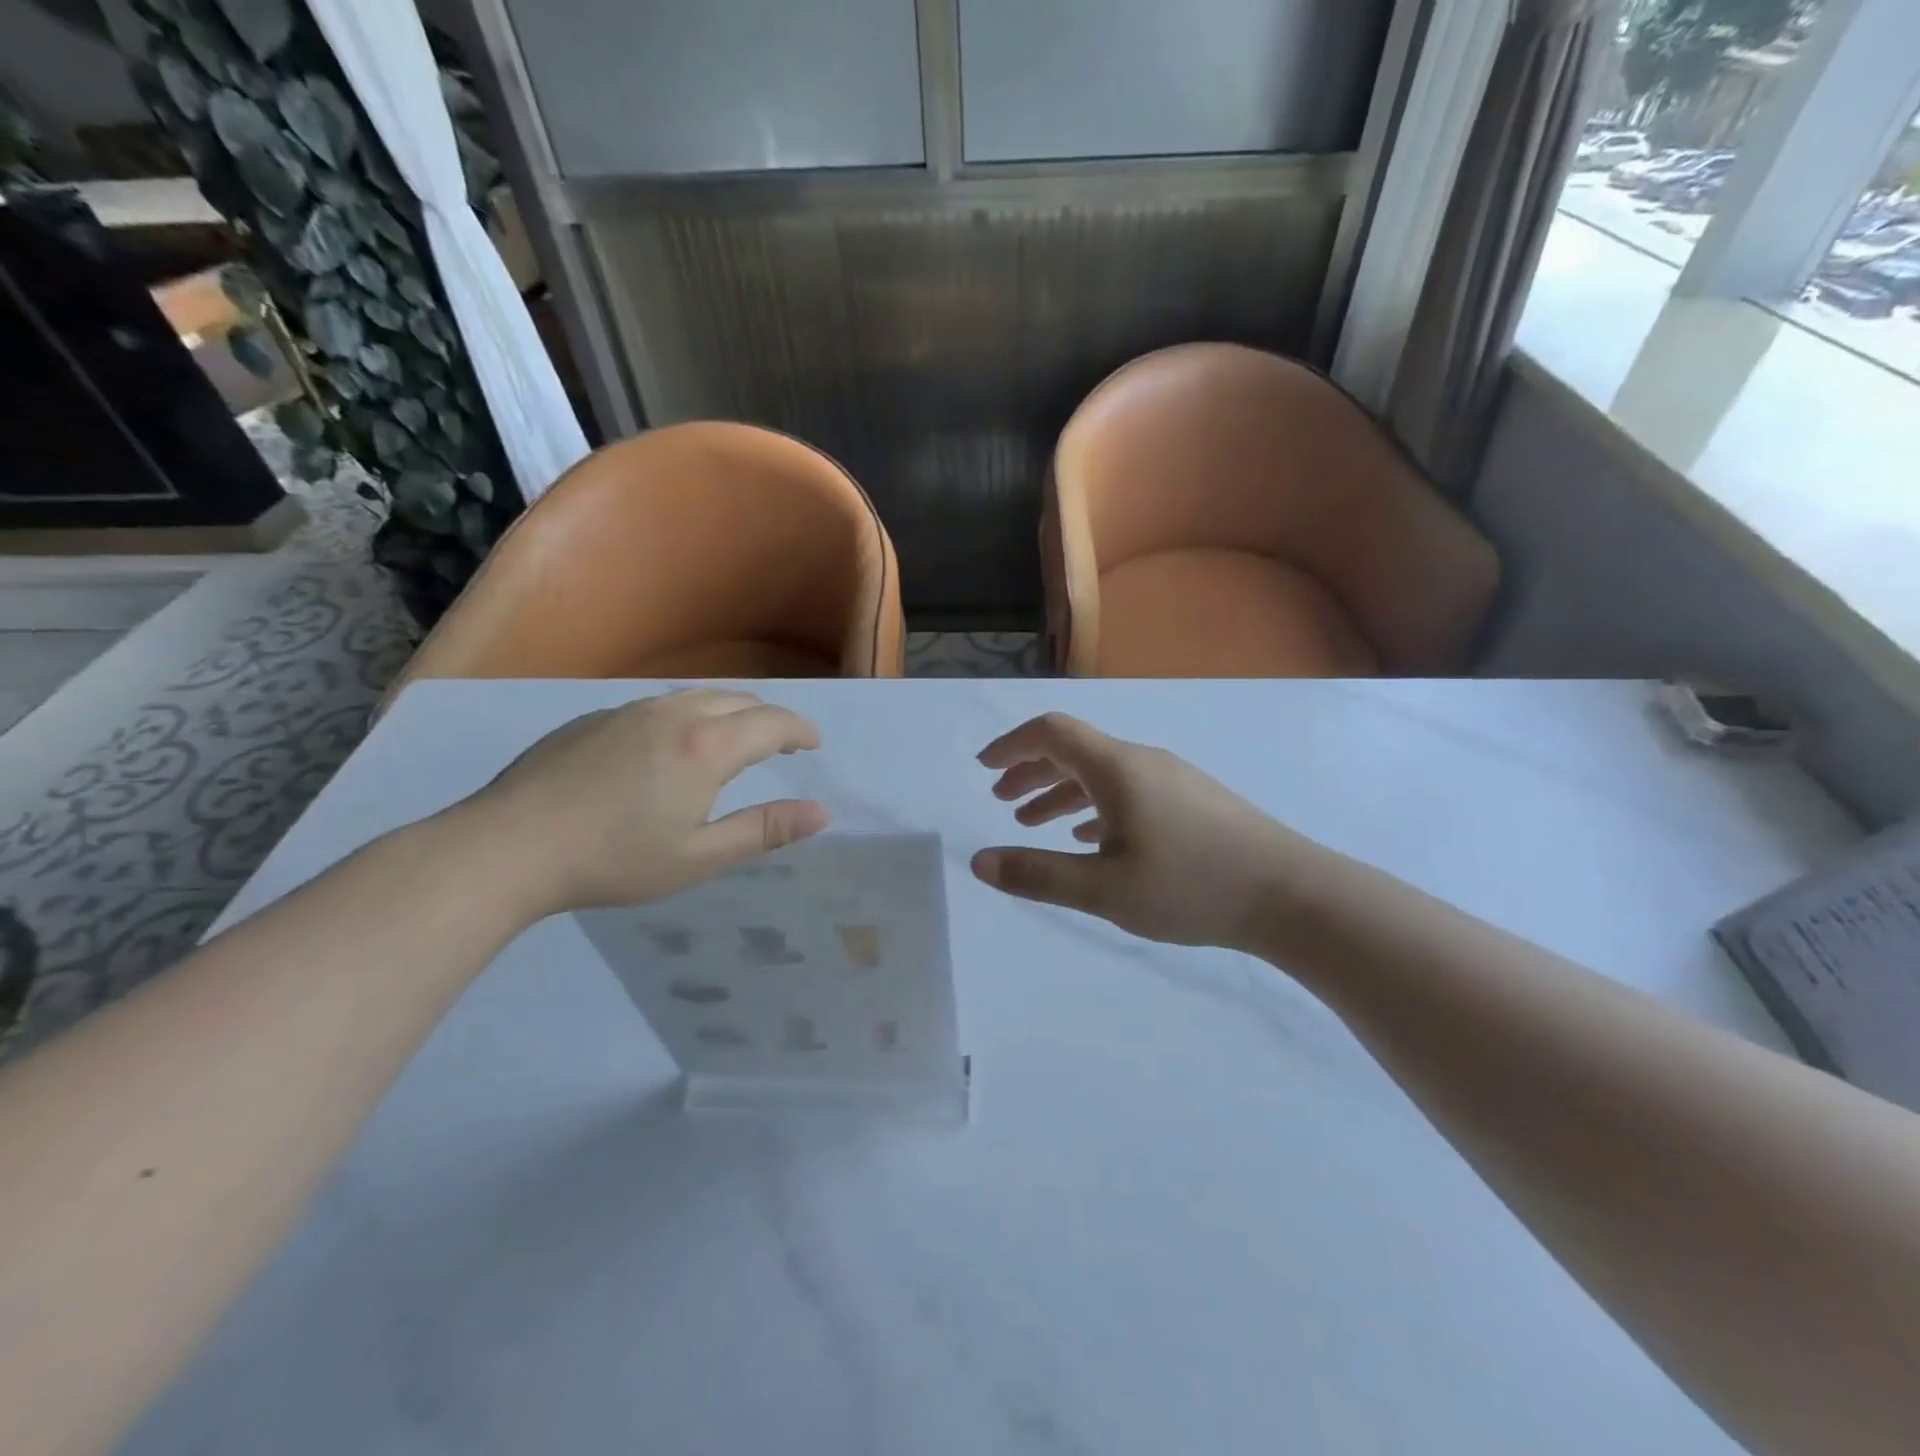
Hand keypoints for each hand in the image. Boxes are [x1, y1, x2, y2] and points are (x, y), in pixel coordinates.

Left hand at [456, 689, 828, 918]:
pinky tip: (670, 746)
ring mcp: (628, 711)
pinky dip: (688, 714)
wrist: (507, 846)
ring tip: (735, 737)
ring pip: (696, 695)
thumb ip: (763, 830)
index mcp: (706, 746)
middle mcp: (673, 714)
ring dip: (729, 711)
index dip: (800, 730)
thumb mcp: (699, 856)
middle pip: (738, 699)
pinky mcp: (594, 718)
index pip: (773, 723)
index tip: (814, 744)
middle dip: (769, 716)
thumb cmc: (613, 859)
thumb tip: (820, 813)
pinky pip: (658, 704)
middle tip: (783, 742)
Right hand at [971, 712, 1326, 951]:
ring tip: (1035, 822)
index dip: (1012, 745)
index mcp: (1117, 769)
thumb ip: (1038, 875)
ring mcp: (1172, 779)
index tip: (985, 767)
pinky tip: (1091, 836)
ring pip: (1102, 773)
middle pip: (1075, 750)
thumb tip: (979, 862)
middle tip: (1002, 800)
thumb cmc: (1192, 887)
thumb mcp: (1104, 889)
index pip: (1052, 733)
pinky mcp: (1193, 800)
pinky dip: (1096, 804)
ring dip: (1062, 791)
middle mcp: (1143, 761)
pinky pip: (1129, 790)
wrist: (1292, 895)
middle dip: (1032, 770)